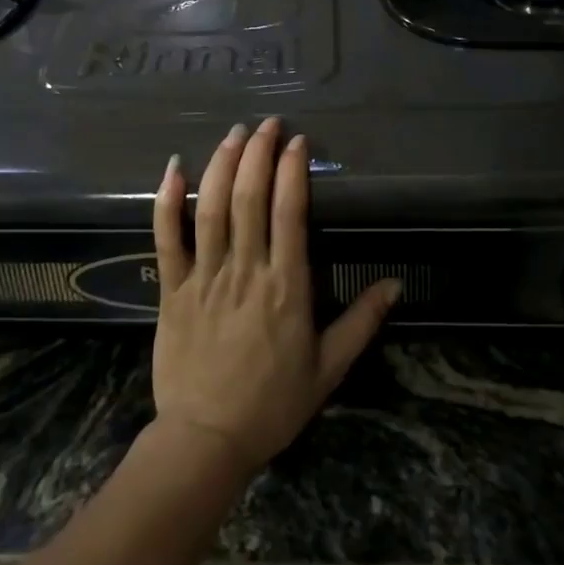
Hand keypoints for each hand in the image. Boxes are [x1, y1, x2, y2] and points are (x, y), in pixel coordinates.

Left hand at [149, 118, 398, 480]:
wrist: (206, 441)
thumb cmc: (272, 405)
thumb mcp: (328, 369)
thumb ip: (361, 322)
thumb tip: (396, 284)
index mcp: (286, 288)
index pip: (290, 213)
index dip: (293, 171)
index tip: (297, 142)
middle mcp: (245, 271)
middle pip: (249, 198)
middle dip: (258, 153)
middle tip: (267, 124)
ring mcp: (204, 277)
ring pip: (210, 208)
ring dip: (222, 164)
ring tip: (234, 133)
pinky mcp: (173, 288)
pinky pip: (167, 238)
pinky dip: (167, 201)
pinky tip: (174, 167)